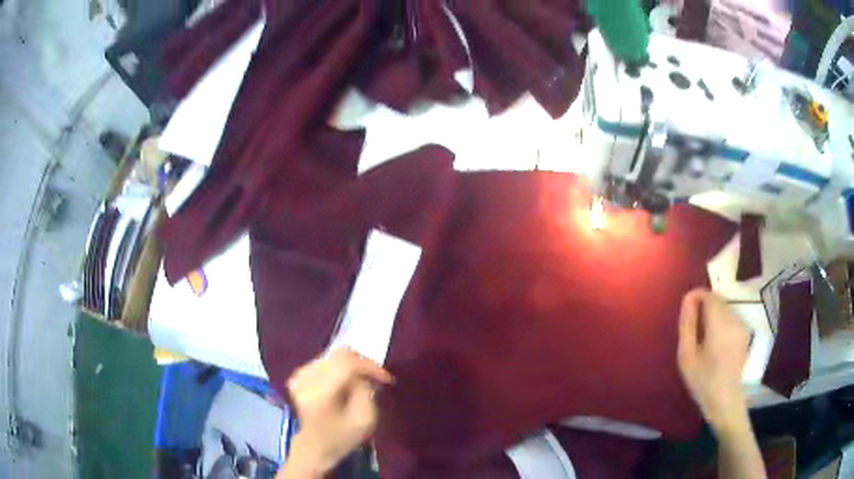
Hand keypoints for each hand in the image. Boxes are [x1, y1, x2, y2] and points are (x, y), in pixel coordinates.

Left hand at [281, 348, 392, 477]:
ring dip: (351, 365)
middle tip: (376, 377)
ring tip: (362, 380)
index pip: (347, 364)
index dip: (370, 366)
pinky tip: (346, 382)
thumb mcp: (365, 420)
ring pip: (333, 356)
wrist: (315, 446)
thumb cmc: (343, 437)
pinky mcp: (298, 376)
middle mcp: (306, 380)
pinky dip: (339, 368)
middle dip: (362, 363)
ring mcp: (299, 376)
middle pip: (339, 355)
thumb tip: (363, 374)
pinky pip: (325, 361)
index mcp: (320, 394)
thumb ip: (366, 391)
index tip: (386, 378)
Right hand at [677, 289, 750, 434]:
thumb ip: (687, 325)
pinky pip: (731, 317)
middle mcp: (734, 320)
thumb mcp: (687, 356)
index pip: (709, 296)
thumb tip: (687, 299)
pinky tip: (714, 340)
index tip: (686, 307)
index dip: (697, 296)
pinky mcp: (745, 332)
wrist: (724, 400)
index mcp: (719, 326)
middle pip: (718, 300)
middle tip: (692, 324)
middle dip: (704, 305)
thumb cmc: (702, 381)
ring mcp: (742, 326)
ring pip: (725, 308)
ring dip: (713, 313)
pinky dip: (721, 320)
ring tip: (702, 333)